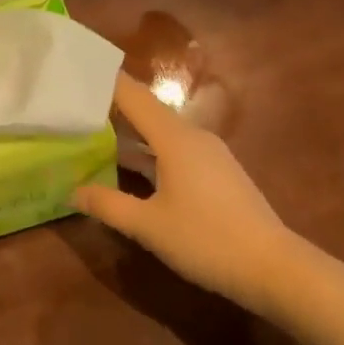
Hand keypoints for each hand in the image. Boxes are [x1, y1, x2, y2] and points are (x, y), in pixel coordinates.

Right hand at [73, 74, 295, 316]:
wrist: (272, 267)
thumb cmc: (205, 239)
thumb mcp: (148, 225)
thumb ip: (107, 205)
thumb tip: (72, 191)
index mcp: (175, 139)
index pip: (134, 97)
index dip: (106, 84)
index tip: (76, 77)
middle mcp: (193, 137)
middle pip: (148, 111)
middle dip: (114, 108)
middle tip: (76, 108)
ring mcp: (210, 154)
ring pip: (162, 133)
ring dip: (132, 132)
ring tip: (96, 134)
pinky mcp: (218, 173)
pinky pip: (176, 150)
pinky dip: (150, 151)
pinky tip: (133, 167)